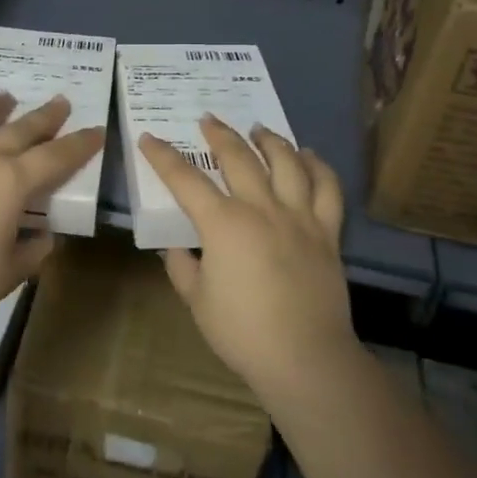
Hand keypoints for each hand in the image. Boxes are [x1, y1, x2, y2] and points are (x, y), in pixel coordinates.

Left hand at [0, 93, 104, 334]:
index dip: (79, 144)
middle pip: (19, 129)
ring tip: (3, 98)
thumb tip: (44, 235)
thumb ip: (35, 250)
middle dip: (45, 115)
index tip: (96, 130)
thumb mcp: (12, 271)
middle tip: (60, 102)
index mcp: (12, 183)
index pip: (56, 157)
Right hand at [139, 116, 351, 392]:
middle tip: (207, 119)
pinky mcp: (327, 232)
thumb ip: (181, 265)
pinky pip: (327, 189)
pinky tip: (308, 155)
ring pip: (287, 162)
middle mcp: (262, 208)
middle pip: (238, 158)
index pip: (185, 180)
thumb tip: (176, 245)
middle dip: (219, 134)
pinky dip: (318, 166)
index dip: (163, 156)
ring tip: (258, 129)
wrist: (306, 358)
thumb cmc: (242, 332)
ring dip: (269, 140)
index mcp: (223, 224)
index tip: (149, 139)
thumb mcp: (196, 299)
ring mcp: (299, 217)